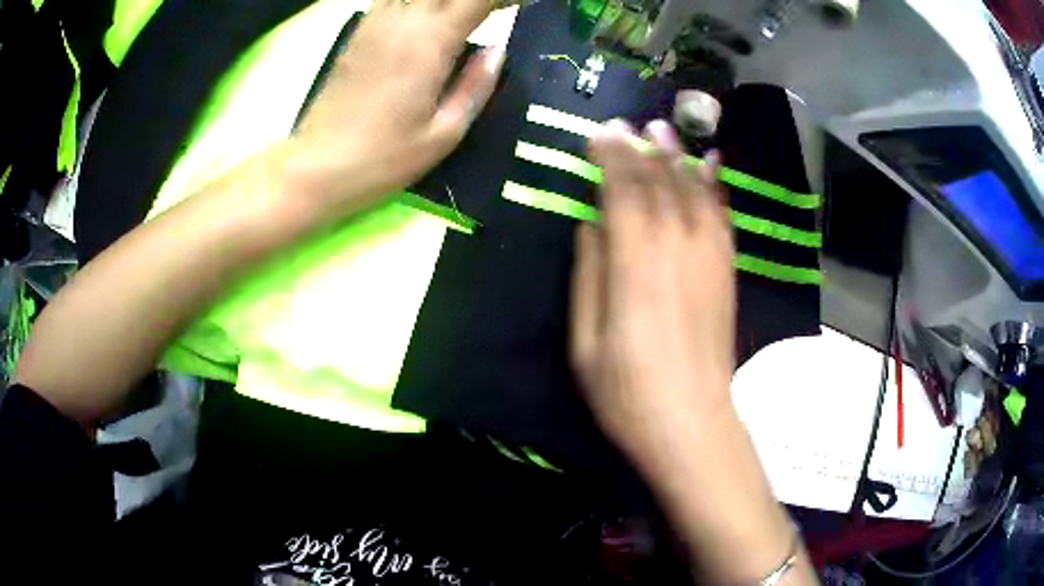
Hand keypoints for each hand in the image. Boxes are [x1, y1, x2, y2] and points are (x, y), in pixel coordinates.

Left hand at [287, 0, 505, 213]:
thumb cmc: (384, 158)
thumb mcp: (444, 134)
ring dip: (444, 0)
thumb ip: (476, 87)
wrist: (318, 167)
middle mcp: (402, 22)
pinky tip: (424, 13)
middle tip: (497, 10)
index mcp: (429, 44)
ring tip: (464, 14)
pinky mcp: (358, 33)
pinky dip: (415, 2)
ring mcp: (375, 24)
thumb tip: (497, 51)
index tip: (527, 5)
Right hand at [570, 120, 735, 454]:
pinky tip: (712, 166)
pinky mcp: (727, 273)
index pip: (623, 192)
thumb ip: (588, 274)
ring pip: (694, 193)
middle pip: (659, 185)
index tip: (600, 132)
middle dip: (642, 149)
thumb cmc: (625, 391)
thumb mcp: (584, 340)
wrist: (691, 422)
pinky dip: (715, 187)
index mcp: (635, 265)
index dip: (611, 158)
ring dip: (679, 157)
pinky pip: (722, 218)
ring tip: (666, 130)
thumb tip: (591, 222)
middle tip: (629, 122)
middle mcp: (676, 249)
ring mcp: (709, 259)